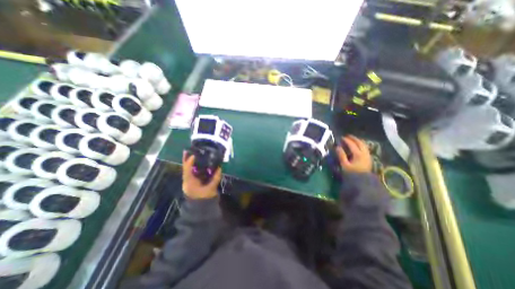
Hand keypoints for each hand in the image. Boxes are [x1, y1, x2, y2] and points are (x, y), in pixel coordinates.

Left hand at [181, 151, 221, 198]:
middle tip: (188, 150)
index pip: (187, 171)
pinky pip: (191, 172)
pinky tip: (196, 161)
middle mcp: (187, 181)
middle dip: (186, 159)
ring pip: (188, 170)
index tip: (194, 155)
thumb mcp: (211, 189)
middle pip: (185, 168)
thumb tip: (219, 168)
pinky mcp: (192, 182)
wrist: (202, 208)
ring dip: (189, 162)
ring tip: (191, 153)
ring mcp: (189, 181)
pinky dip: (193, 166)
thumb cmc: (205, 198)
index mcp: (190, 183)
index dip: (189, 162)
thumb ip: (215, 178)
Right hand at [336, 135, 371, 173]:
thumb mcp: (344, 165)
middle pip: (360, 142)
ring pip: (364, 145)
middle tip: (347, 136)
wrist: (363, 181)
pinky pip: (365, 148)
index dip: (346, 140)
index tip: (341, 137)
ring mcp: (368, 155)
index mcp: (358, 154)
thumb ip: (341, 155)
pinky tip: (357, 146)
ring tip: (352, 139)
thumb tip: (337, 147)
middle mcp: (364, 153)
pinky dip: (361, 145)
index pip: (352, 144)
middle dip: (353, 138)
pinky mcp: (368, 158)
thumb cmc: (352, 173)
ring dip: (358, 141)